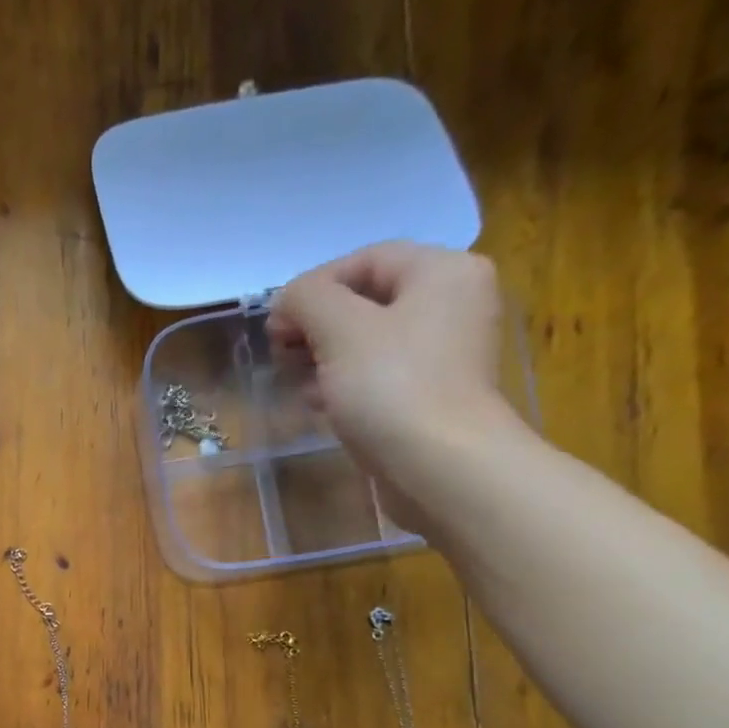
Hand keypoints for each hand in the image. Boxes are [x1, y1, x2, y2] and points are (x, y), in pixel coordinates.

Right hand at [269, 242, 536, 529]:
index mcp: (442, 271)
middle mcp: (453, 303)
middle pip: (368, 300)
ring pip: (371, 342)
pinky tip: (318, 404)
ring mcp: (446, 353)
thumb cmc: (392, 387)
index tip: (275, 323)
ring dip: (325, 357)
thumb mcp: (339, 329)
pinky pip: (382, 376)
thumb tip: (288, 300)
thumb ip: (307, 299)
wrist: (441, 467)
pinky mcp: (433, 396)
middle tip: (280, 353)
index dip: (313, 287)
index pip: (365, 260)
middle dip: (317, 325)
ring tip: (293, 381)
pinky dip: (346, 384)